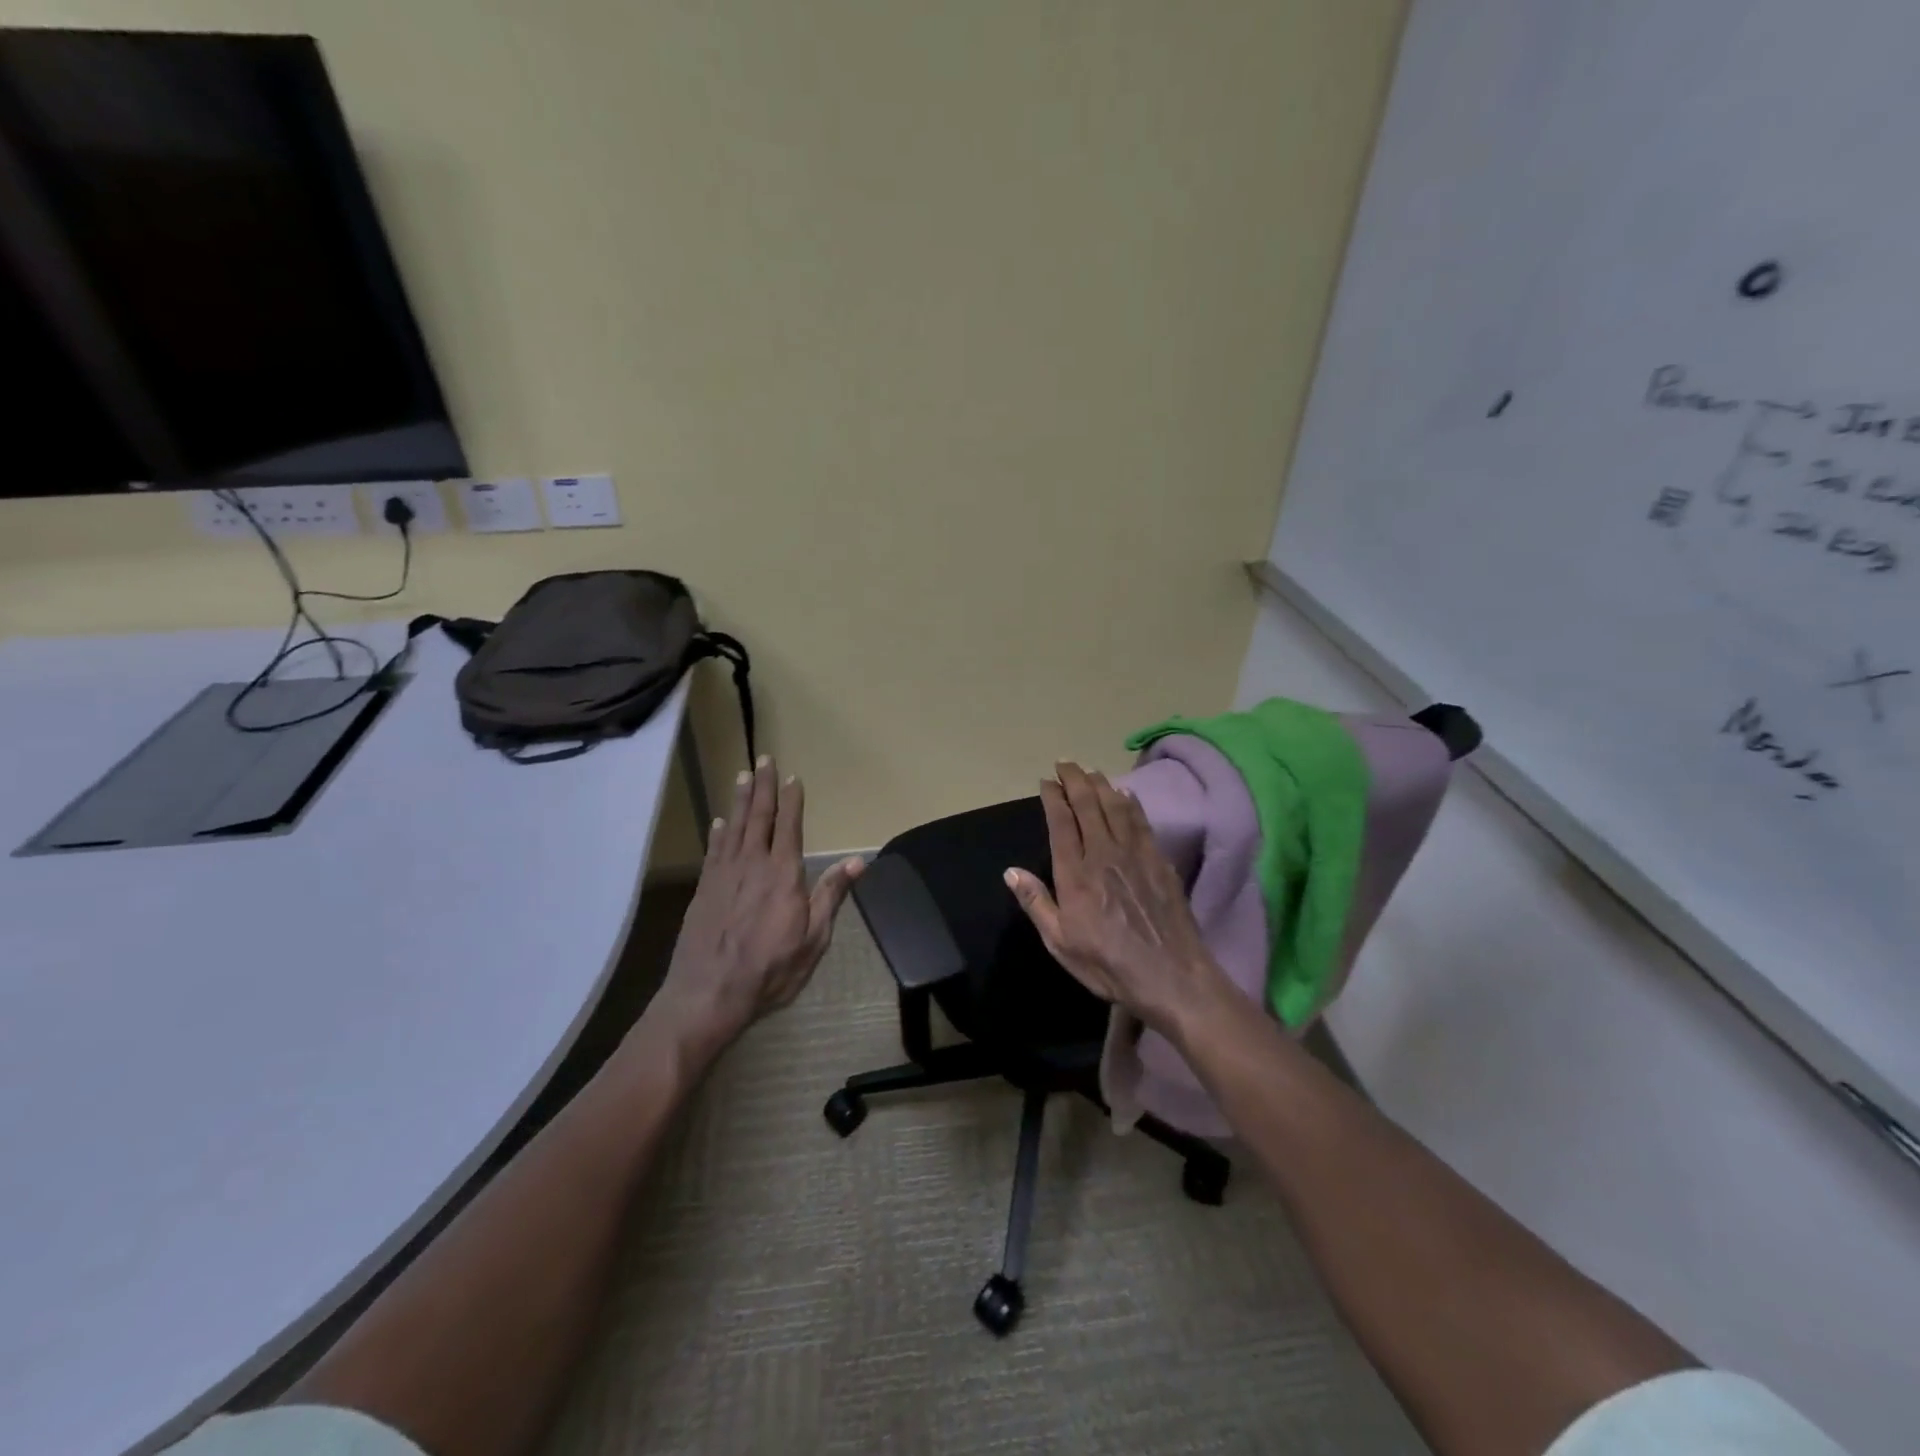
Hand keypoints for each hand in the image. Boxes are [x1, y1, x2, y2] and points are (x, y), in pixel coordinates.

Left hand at [652, 756, 862, 1053]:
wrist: (708, 994)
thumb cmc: (770, 970)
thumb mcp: (814, 939)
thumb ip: (832, 895)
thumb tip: (859, 861)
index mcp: (783, 874)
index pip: (789, 826)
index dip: (791, 800)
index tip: (792, 777)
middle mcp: (753, 864)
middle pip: (759, 817)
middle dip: (763, 786)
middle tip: (762, 758)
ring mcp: (724, 875)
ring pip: (734, 826)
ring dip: (741, 799)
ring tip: (743, 775)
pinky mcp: (704, 889)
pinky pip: (714, 850)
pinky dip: (718, 832)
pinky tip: (719, 821)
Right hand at [1004, 762, 1226, 1037]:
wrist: (1170, 975)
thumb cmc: (1108, 963)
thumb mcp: (1060, 942)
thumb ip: (1036, 902)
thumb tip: (1011, 871)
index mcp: (1075, 872)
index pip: (1061, 822)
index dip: (1053, 797)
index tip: (1046, 781)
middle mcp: (1104, 853)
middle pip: (1088, 805)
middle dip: (1074, 779)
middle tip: (1065, 763)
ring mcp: (1135, 854)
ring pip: (1115, 806)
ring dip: (1101, 784)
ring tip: (1090, 770)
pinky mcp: (1159, 860)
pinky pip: (1141, 821)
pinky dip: (1131, 802)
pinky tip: (1126, 793)